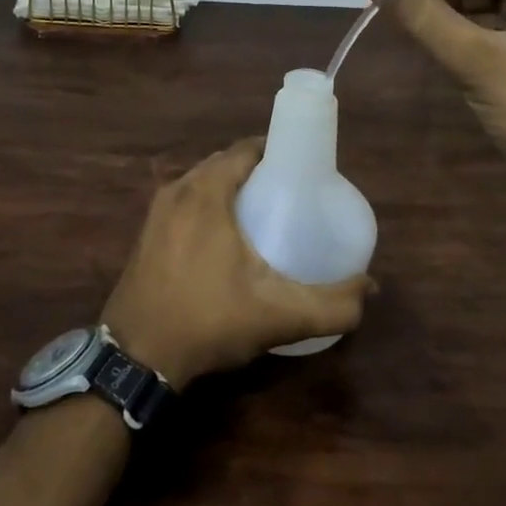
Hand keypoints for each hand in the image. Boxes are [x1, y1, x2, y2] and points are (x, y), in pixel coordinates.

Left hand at [103, 139, 372, 388]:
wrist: (135, 357)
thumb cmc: (207, 321)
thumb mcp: (278, 315)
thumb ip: (331, 304)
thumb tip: (370, 288)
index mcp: (206, 191)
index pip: (247, 149)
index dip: (277, 151)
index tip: (304, 170)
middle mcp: (178, 189)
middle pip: (226, 163)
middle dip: (258, 170)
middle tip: (291, 194)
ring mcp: (157, 211)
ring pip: (203, 182)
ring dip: (232, 188)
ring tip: (265, 215)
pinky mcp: (146, 232)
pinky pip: (186, 201)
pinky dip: (209, 205)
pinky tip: (226, 238)